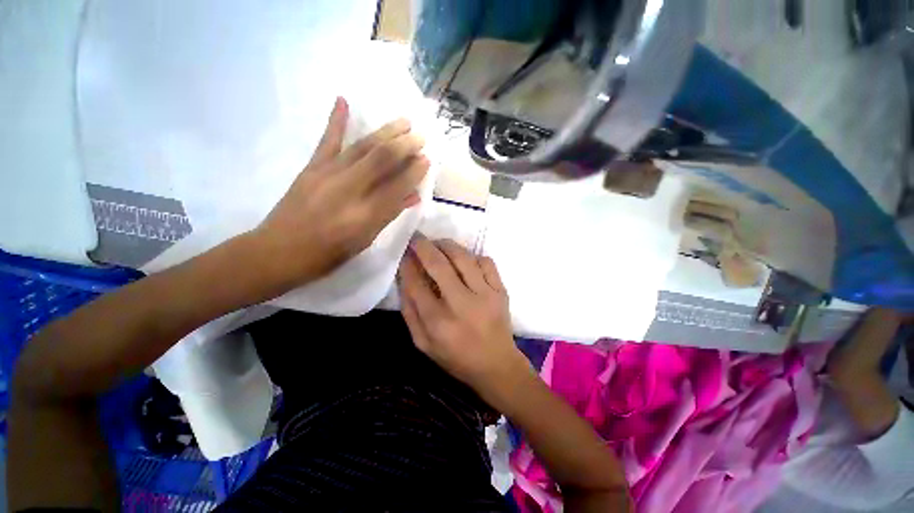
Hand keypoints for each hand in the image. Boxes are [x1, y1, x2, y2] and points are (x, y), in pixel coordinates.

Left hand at [254, 97, 428, 289]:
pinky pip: (326, 141)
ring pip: (361, 147)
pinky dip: (335, 120)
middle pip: (381, 160)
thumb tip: (412, 195)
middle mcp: (348, 190)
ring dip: (385, 131)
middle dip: (404, 146)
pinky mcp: (311, 168)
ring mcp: (327, 175)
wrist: (278, 252)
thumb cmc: (327, 254)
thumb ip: (389, 215)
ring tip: (404, 121)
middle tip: (421, 137)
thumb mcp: (364, 240)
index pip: (397, 187)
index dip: (414, 172)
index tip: (427, 160)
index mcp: (364, 215)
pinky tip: (343, 101)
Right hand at [398, 237, 529, 395]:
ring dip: (447, 245)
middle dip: (424, 246)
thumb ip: (410, 312)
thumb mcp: (423, 344)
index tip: (404, 253)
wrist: (497, 365)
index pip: (416, 284)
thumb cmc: (456, 357)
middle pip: (439, 264)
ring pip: (463, 257)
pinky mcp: (500, 291)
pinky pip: (486, 262)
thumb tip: (404, 279)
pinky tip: (465, 260)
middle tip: (417, 238)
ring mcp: (485, 295)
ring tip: (438, 243)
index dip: (407, 264)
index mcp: (438, 322)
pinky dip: (472, 256)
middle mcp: (461, 304)